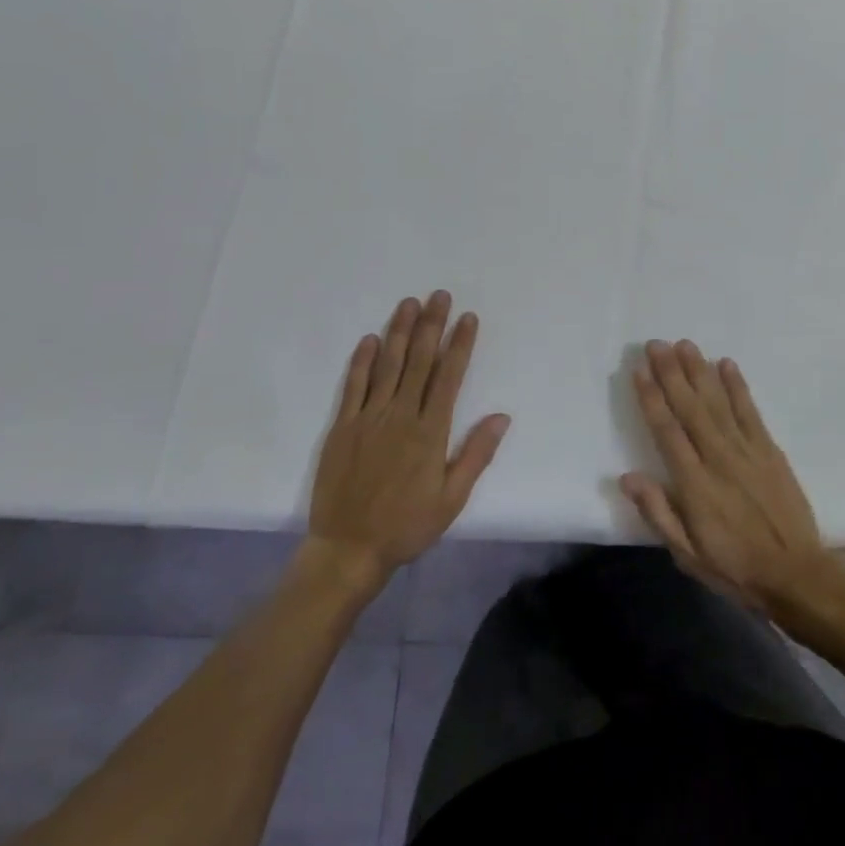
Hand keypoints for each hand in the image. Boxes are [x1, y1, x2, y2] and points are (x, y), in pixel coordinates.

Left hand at [308, 292, 508, 589]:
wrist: (348, 550)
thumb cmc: (406, 525)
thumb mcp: (452, 499)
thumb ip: (476, 454)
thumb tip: (502, 416)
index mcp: (430, 432)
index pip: (449, 377)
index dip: (459, 345)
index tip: (467, 318)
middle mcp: (401, 416)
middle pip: (419, 361)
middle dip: (431, 325)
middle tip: (439, 296)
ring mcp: (368, 418)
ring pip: (387, 365)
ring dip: (399, 331)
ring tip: (408, 303)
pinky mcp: (342, 427)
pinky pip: (353, 386)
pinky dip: (362, 360)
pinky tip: (370, 338)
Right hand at [620, 339, 834, 613]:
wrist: (796, 574)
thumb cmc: (734, 567)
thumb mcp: (687, 554)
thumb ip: (658, 512)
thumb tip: (627, 477)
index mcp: (694, 483)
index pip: (667, 430)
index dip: (651, 398)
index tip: (639, 370)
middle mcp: (718, 457)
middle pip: (690, 407)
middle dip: (671, 373)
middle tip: (656, 344)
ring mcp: (746, 450)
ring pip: (717, 402)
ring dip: (699, 371)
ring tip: (685, 344)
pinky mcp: (769, 449)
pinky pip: (750, 411)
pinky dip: (738, 386)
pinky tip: (726, 364)